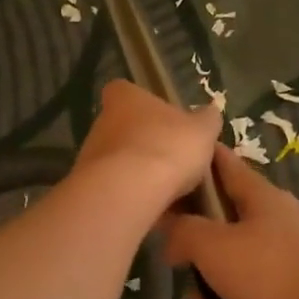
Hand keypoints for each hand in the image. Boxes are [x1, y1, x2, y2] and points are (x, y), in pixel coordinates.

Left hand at [73, 81, 221, 215]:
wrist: (128, 191)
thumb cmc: (167, 147)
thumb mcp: (202, 130)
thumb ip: (206, 120)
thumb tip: (209, 112)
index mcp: (124, 98)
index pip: (126, 91)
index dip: (145, 104)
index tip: (164, 120)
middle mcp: (101, 121)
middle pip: (124, 128)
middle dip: (145, 142)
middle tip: (172, 159)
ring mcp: (90, 154)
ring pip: (118, 159)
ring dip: (137, 171)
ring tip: (166, 189)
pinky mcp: (89, 185)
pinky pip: (115, 186)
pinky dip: (131, 194)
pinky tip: (152, 206)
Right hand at [165, 144, 298, 298]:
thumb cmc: (270, 272)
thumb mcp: (212, 247)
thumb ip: (183, 231)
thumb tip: (171, 231)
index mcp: (258, 194)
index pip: (222, 162)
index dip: (195, 160)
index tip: (168, 168)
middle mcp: (276, 218)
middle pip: (222, 223)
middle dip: (198, 255)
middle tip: (182, 274)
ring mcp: (290, 253)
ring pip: (235, 266)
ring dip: (213, 295)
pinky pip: (254, 295)